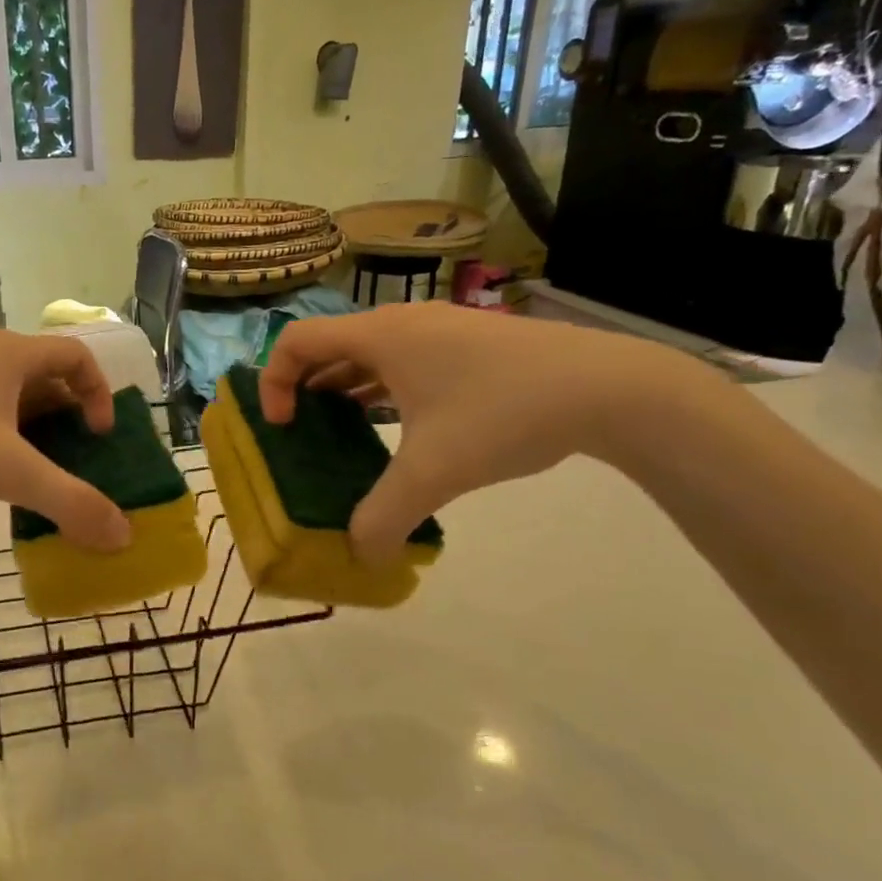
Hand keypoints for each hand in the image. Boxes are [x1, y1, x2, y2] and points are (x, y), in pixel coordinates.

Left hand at [0, 329, 131, 549]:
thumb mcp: (10, 475)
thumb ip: (71, 503)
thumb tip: (123, 535)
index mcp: (12, 352)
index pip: (78, 355)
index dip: (100, 394)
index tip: (96, 437)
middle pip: (45, 371)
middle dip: (66, 414)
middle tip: (69, 457)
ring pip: (8, 387)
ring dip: (31, 422)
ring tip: (28, 467)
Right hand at [261, 304, 699, 561]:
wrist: (608, 388)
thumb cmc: (503, 414)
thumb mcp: (433, 473)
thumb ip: (383, 517)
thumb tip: (359, 556)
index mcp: (380, 336)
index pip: (295, 341)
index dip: (273, 382)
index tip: (282, 427)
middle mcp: (402, 323)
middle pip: (328, 345)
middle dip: (303, 388)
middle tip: (300, 433)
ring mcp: (438, 330)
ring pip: (368, 354)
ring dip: (342, 388)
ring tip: (338, 432)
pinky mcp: (467, 345)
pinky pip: (402, 361)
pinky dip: (381, 389)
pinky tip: (395, 427)